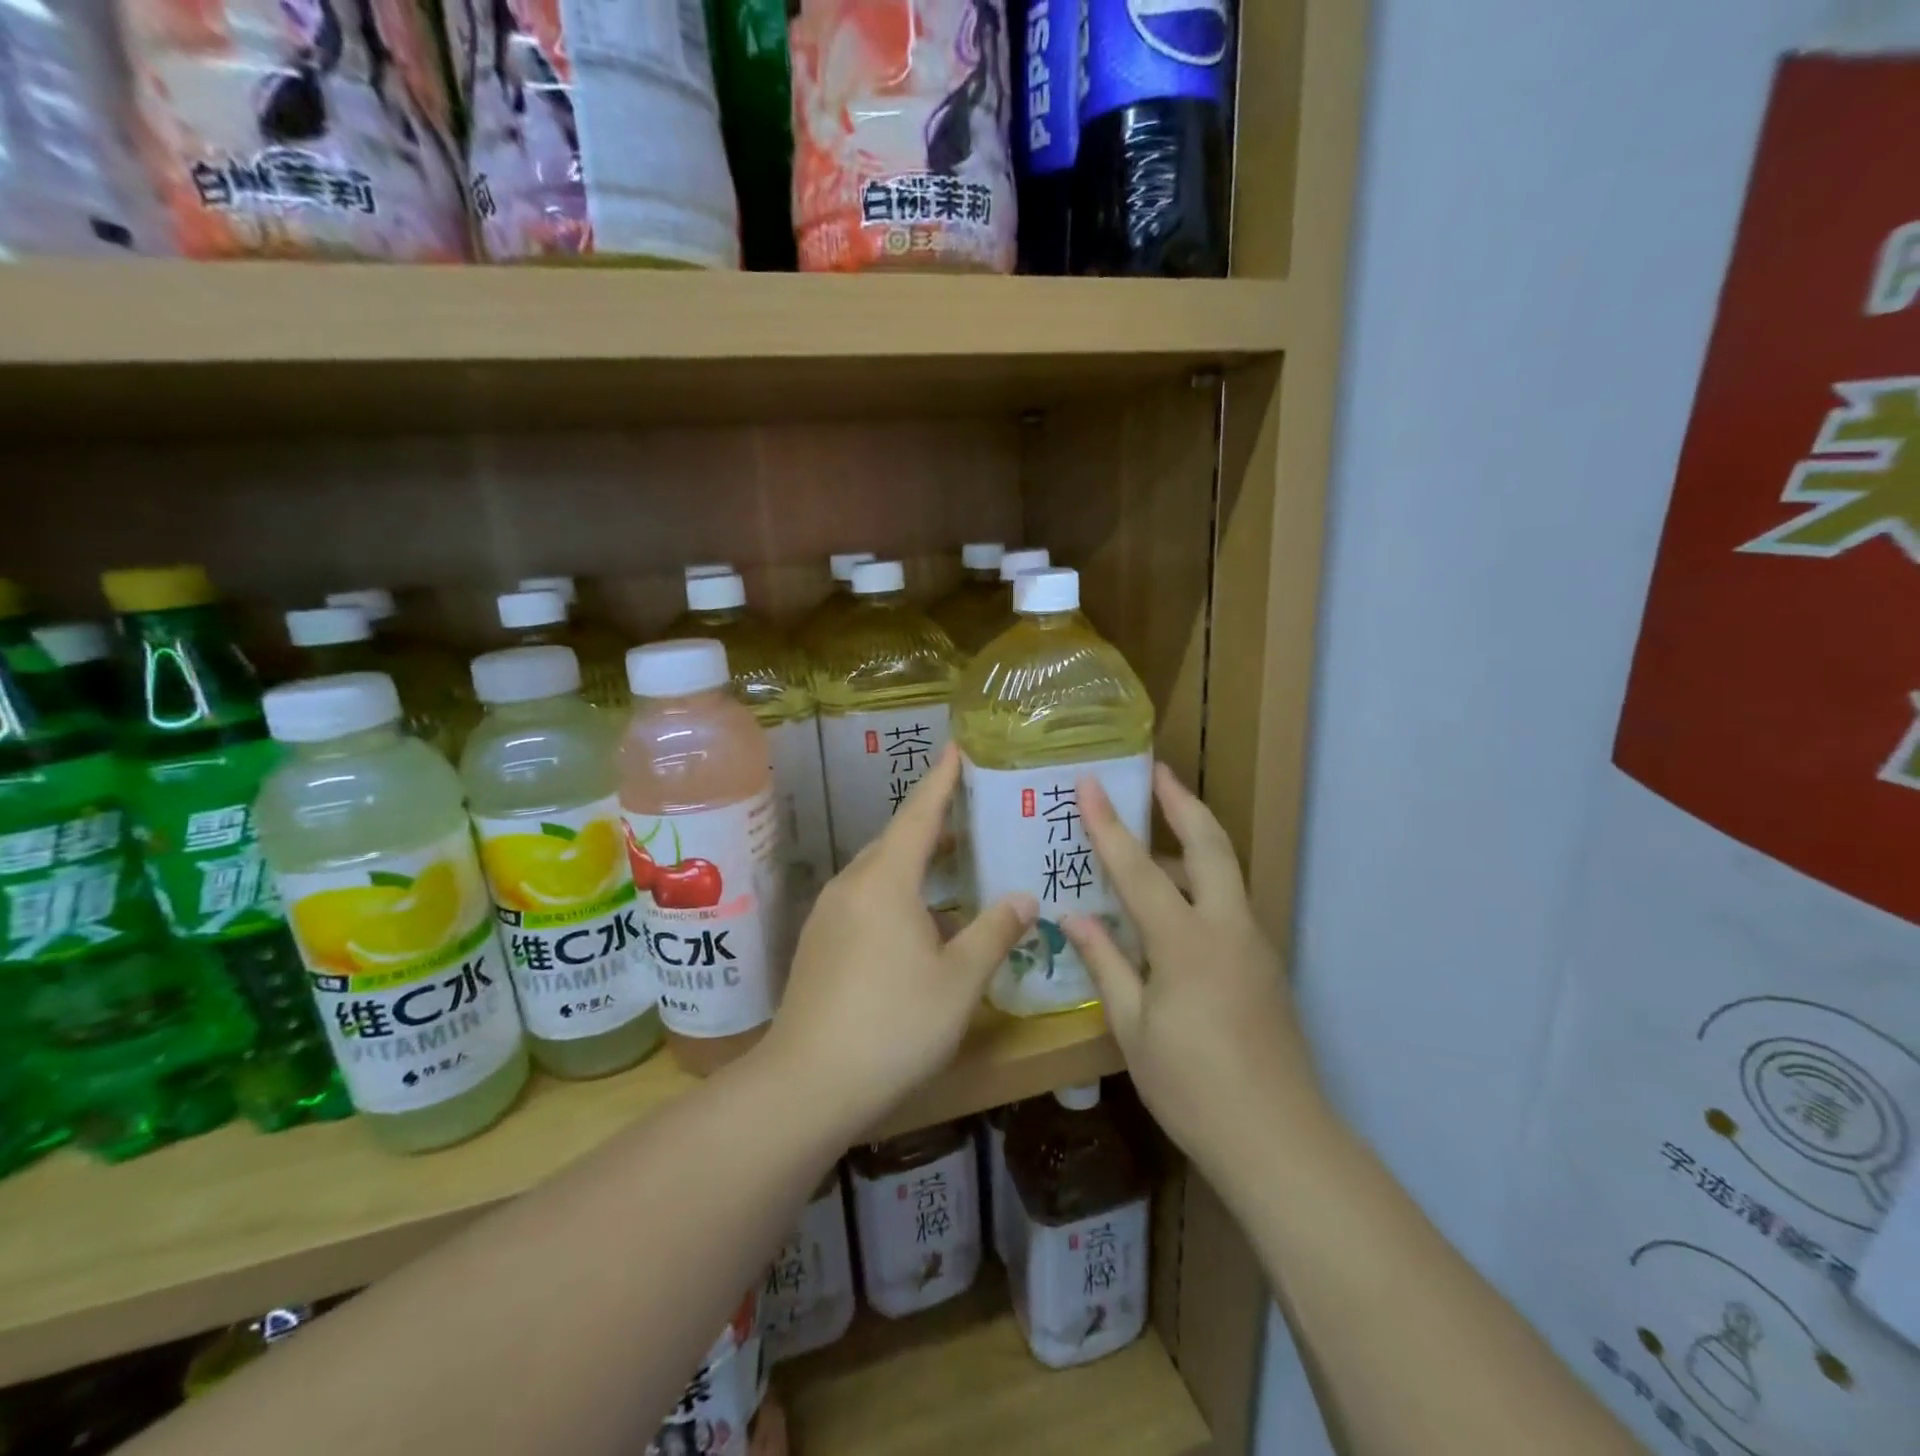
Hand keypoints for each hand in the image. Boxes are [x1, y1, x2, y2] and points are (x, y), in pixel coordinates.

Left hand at [763, 744, 1036, 1131]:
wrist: (807, 1083)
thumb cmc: (894, 1024)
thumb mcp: (959, 981)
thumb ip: (994, 932)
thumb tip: (1024, 897)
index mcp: (886, 881)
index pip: (919, 815)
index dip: (941, 781)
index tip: (956, 748)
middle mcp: (852, 885)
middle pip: (896, 840)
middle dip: (933, 823)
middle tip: (971, 812)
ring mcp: (829, 913)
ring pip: (878, 871)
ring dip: (915, 861)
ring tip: (953, 863)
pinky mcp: (819, 942)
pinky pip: (864, 897)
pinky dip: (896, 891)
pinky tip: (917, 920)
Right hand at [1063, 763, 1323, 1178]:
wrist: (1279, 1140)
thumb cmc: (1192, 1086)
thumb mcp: (1132, 1028)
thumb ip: (1105, 963)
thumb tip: (1073, 917)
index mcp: (1186, 941)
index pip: (1137, 867)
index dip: (1109, 823)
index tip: (1091, 783)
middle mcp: (1227, 927)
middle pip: (1209, 844)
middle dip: (1182, 802)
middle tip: (1157, 771)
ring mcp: (1253, 943)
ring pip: (1224, 870)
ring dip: (1192, 840)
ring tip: (1153, 832)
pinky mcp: (1264, 964)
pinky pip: (1229, 903)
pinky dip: (1201, 881)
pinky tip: (1173, 901)